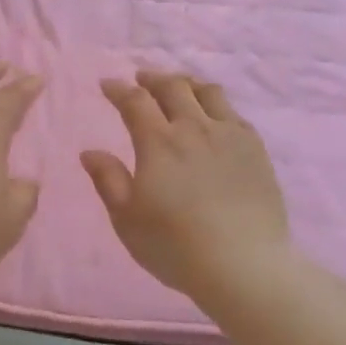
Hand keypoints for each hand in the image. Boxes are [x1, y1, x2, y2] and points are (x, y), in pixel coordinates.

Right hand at [81, 72, 290, 302]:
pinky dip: (216, 104)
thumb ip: (108, 180)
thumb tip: (90, 151)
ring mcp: (229, 136)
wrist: (244, 265)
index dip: (118, 89)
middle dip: (152, 79)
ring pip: (207, 92)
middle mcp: (194, 128)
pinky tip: (213, 116)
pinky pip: (234, 113)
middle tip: (141, 80)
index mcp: (158, 143)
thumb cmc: (175, 246)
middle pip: (173, 87)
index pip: (135, 102)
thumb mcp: (127, 219)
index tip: (107, 84)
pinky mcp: (255, 149)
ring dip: (186, 84)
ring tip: (178, 87)